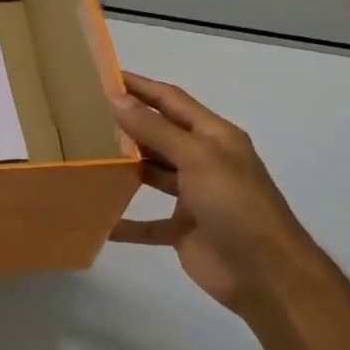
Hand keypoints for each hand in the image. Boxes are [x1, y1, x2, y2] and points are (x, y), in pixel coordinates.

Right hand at [108, 72, 325, 313]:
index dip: (141, 87)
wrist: (265, 273)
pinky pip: (148, 222)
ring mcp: (194, 197)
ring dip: (124, 168)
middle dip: (127, 125)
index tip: (104, 76)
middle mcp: (204, 161)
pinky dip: (125, 221)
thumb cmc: (235, 204)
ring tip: (85, 157)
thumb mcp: (196, 158)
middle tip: (84, 116)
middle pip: (160, 135)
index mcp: (214, 137)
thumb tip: (117, 98)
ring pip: (152, 175)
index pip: (172, 101)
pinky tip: (98, 218)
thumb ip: (155, 129)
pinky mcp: (183, 229)